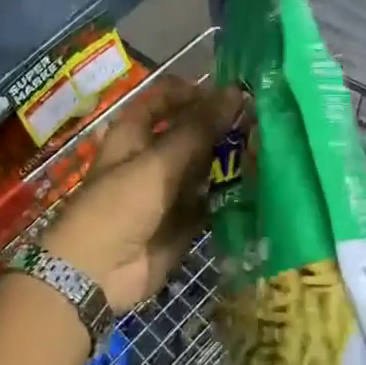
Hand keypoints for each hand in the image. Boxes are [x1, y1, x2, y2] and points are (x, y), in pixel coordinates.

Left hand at [41, 76, 243, 313]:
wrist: (98, 273)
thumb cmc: (121, 204)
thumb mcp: (159, 161)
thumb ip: (199, 129)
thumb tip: (234, 92)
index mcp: (134, 135)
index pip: (162, 100)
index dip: (191, 92)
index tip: (226, 91)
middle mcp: (151, 159)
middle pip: (188, 134)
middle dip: (219, 127)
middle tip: (261, 120)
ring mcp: (167, 192)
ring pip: (203, 168)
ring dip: (229, 160)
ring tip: (267, 147)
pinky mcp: (182, 222)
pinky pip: (210, 202)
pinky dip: (230, 194)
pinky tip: (260, 183)